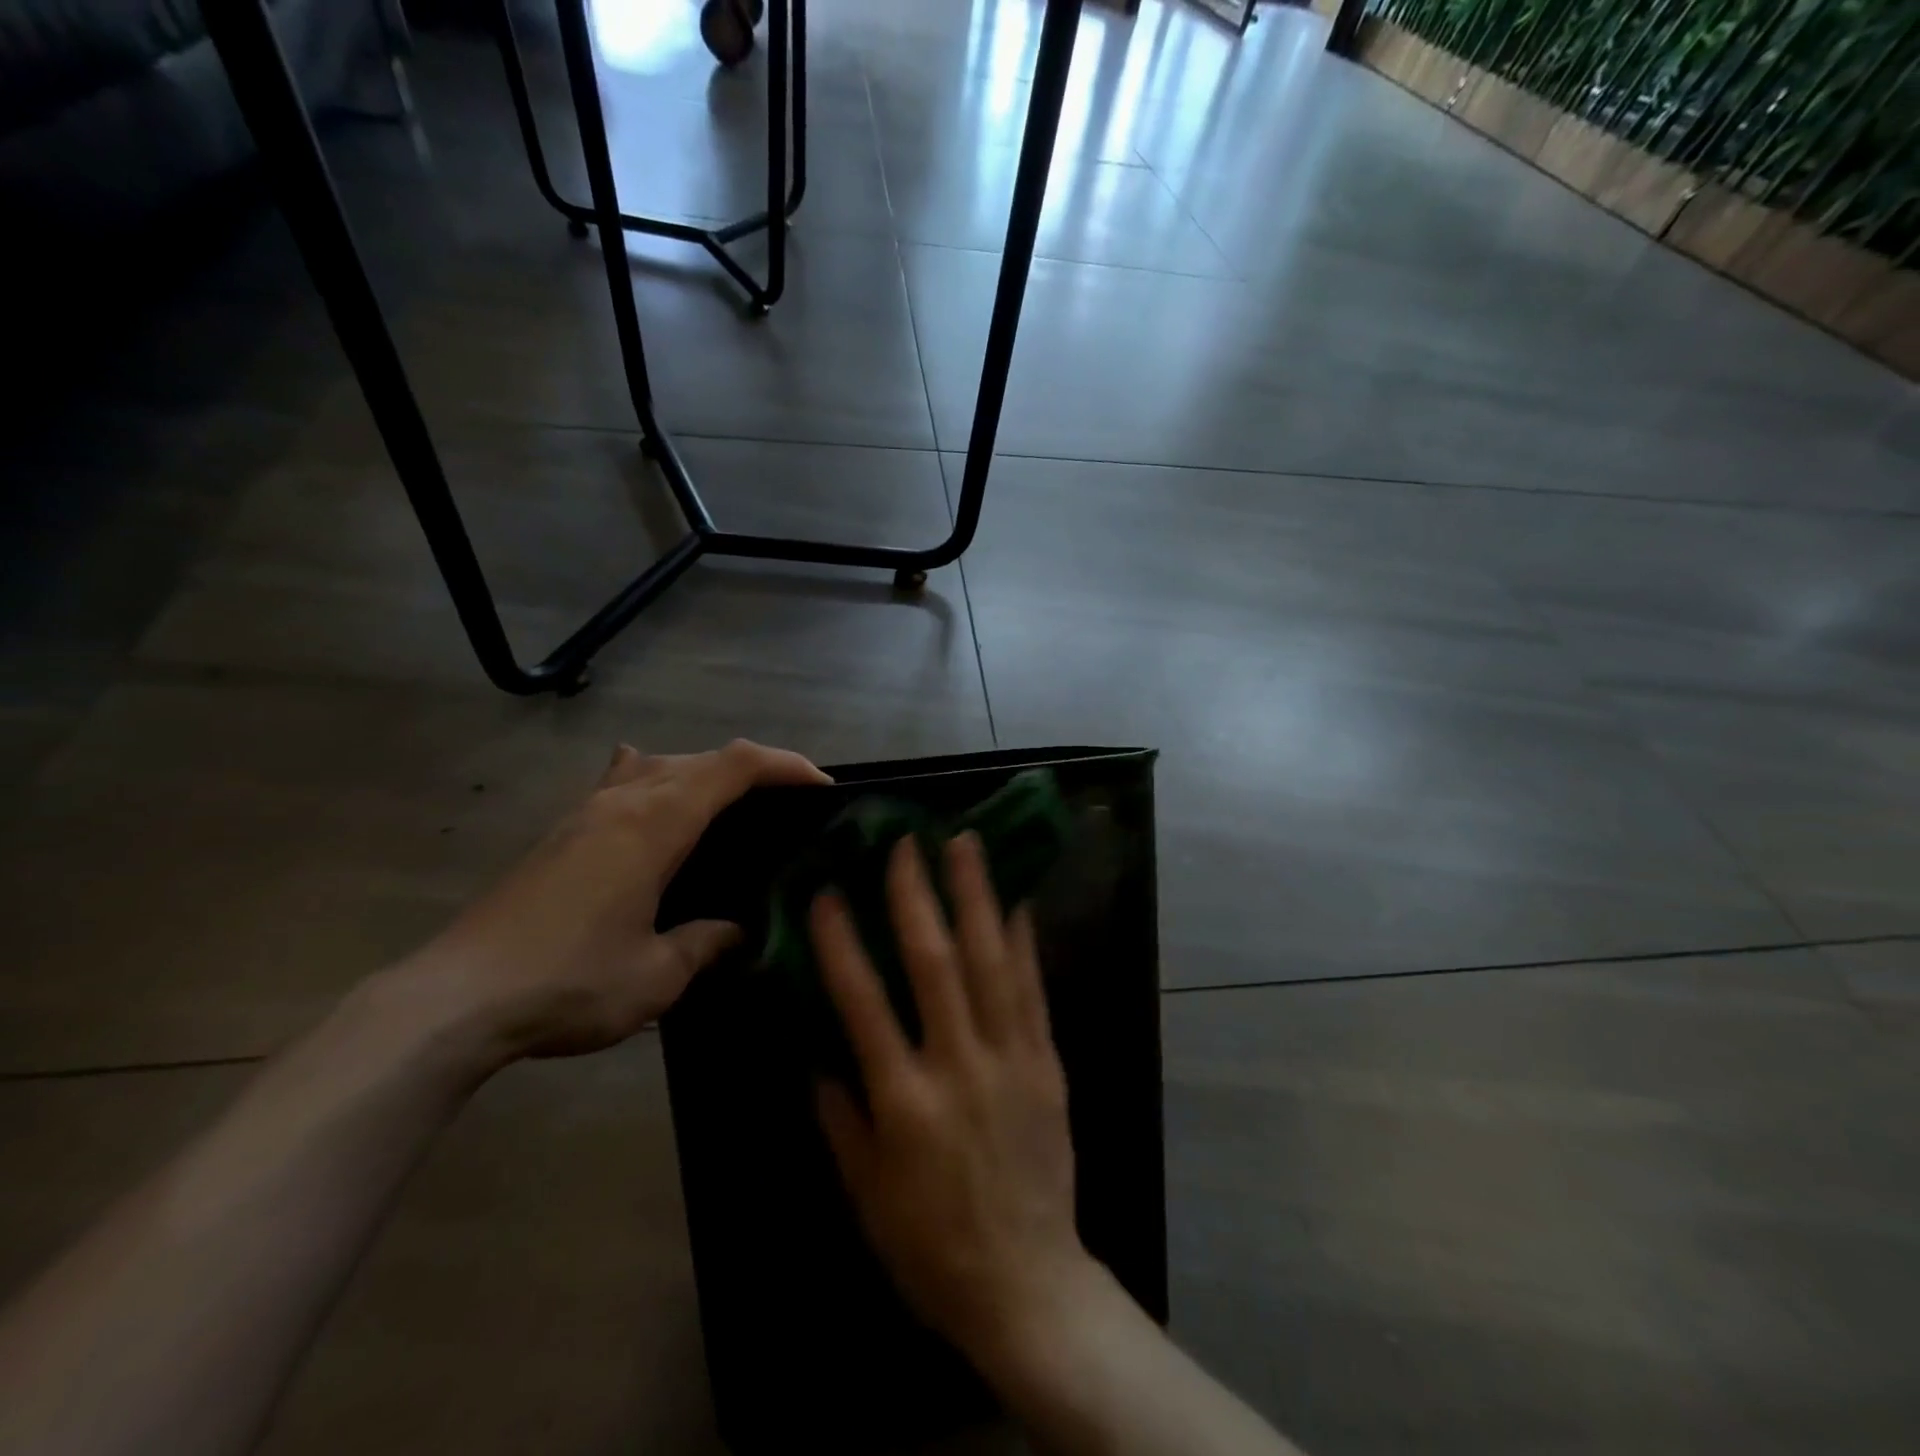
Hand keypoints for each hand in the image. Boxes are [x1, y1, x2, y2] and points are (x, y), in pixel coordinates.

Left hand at [406, 739, 828, 1061]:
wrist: (454, 1000)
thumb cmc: (568, 982)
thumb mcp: (657, 975)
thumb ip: (706, 942)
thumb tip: (735, 930)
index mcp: (656, 823)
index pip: (734, 766)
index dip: (784, 765)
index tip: (821, 787)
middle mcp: (623, 801)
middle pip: (701, 757)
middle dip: (753, 769)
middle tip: (786, 806)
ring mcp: (585, 813)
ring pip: (658, 764)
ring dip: (703, 772)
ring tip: (729, 807)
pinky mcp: (560, 833)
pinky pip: (619, 782)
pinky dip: (653, 779)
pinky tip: (649, 803)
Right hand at [811, 832, 1098, 1366]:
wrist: (1028, 1284)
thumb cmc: (931, 1247)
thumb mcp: (865, 1194)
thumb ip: (840, 1117)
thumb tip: (819, 1054)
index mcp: (904, 1102)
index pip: (863, 1003)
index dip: (842, 943)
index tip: (828, 892)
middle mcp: (958, 1066)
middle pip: (935, 964)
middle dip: (917, 896)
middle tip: (906, 842)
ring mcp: (1010, 1059)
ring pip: (992, 961)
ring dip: (977, 897)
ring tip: (967, 844)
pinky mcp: (1046, 1063)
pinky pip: (1033, 990)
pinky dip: (1023, 941)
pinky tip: (1016, 900)